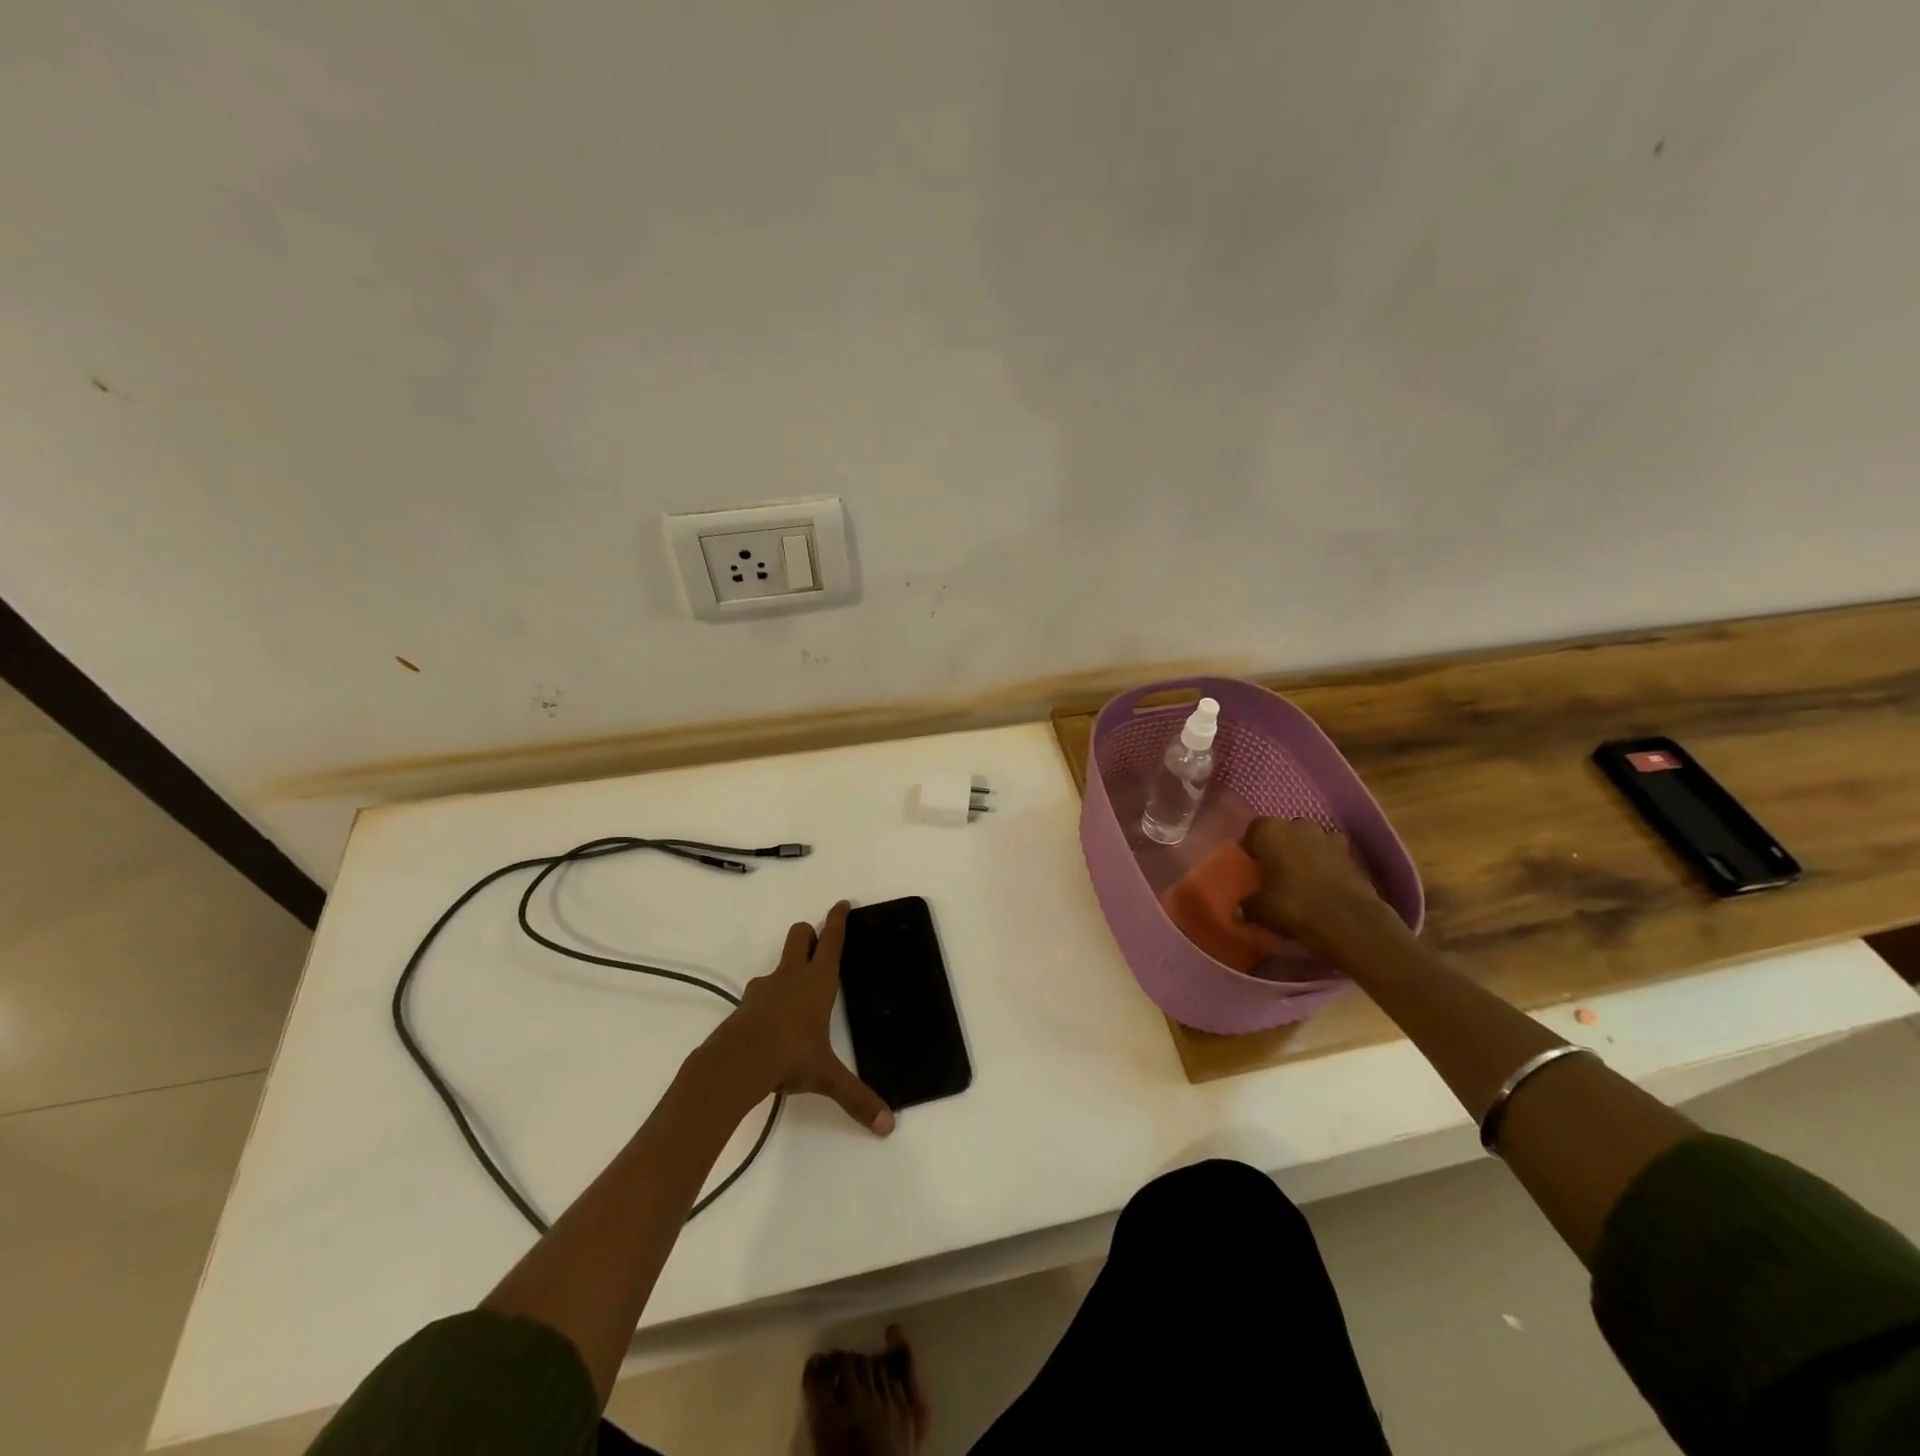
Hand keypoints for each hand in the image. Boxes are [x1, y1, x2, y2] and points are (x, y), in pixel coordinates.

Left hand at [701, 902, 893, 1135]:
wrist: (735, 1064)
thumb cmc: (789, 1057)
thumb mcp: (826, 1077)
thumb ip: (857, 1098)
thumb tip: (888, 1126)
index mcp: (818, 982)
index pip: (832, 941)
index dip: (838, 920)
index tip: (842, 903)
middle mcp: (792, 976)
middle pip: (800, 935)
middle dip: (810, 933)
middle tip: (820, 944)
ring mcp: (765, 987)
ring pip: (779, 961)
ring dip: (789, 966)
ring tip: (798, 990)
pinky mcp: (746, 1004)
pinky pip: (762, 989)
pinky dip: (770, 995)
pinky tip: (773, 1019)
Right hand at [1239, 818, 1398, 960]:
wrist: (1349, 921)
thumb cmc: (1294, 906)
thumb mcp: (1259, 910)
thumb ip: (1247, 904)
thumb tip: (1241, 907)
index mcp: (1270, 831)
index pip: (1254, 830)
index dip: (1252, 847)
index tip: (1252, 867)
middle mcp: (1298, 825)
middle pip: (1283, 831)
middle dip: (1279, 848)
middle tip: (1275, 873)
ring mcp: (1328, 836)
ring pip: (1309, 840)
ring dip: (1304, 853)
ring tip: (1301, 879)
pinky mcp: (1352, 853)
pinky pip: (1331, 853)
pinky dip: (1328, 863)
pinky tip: (1325, 884)